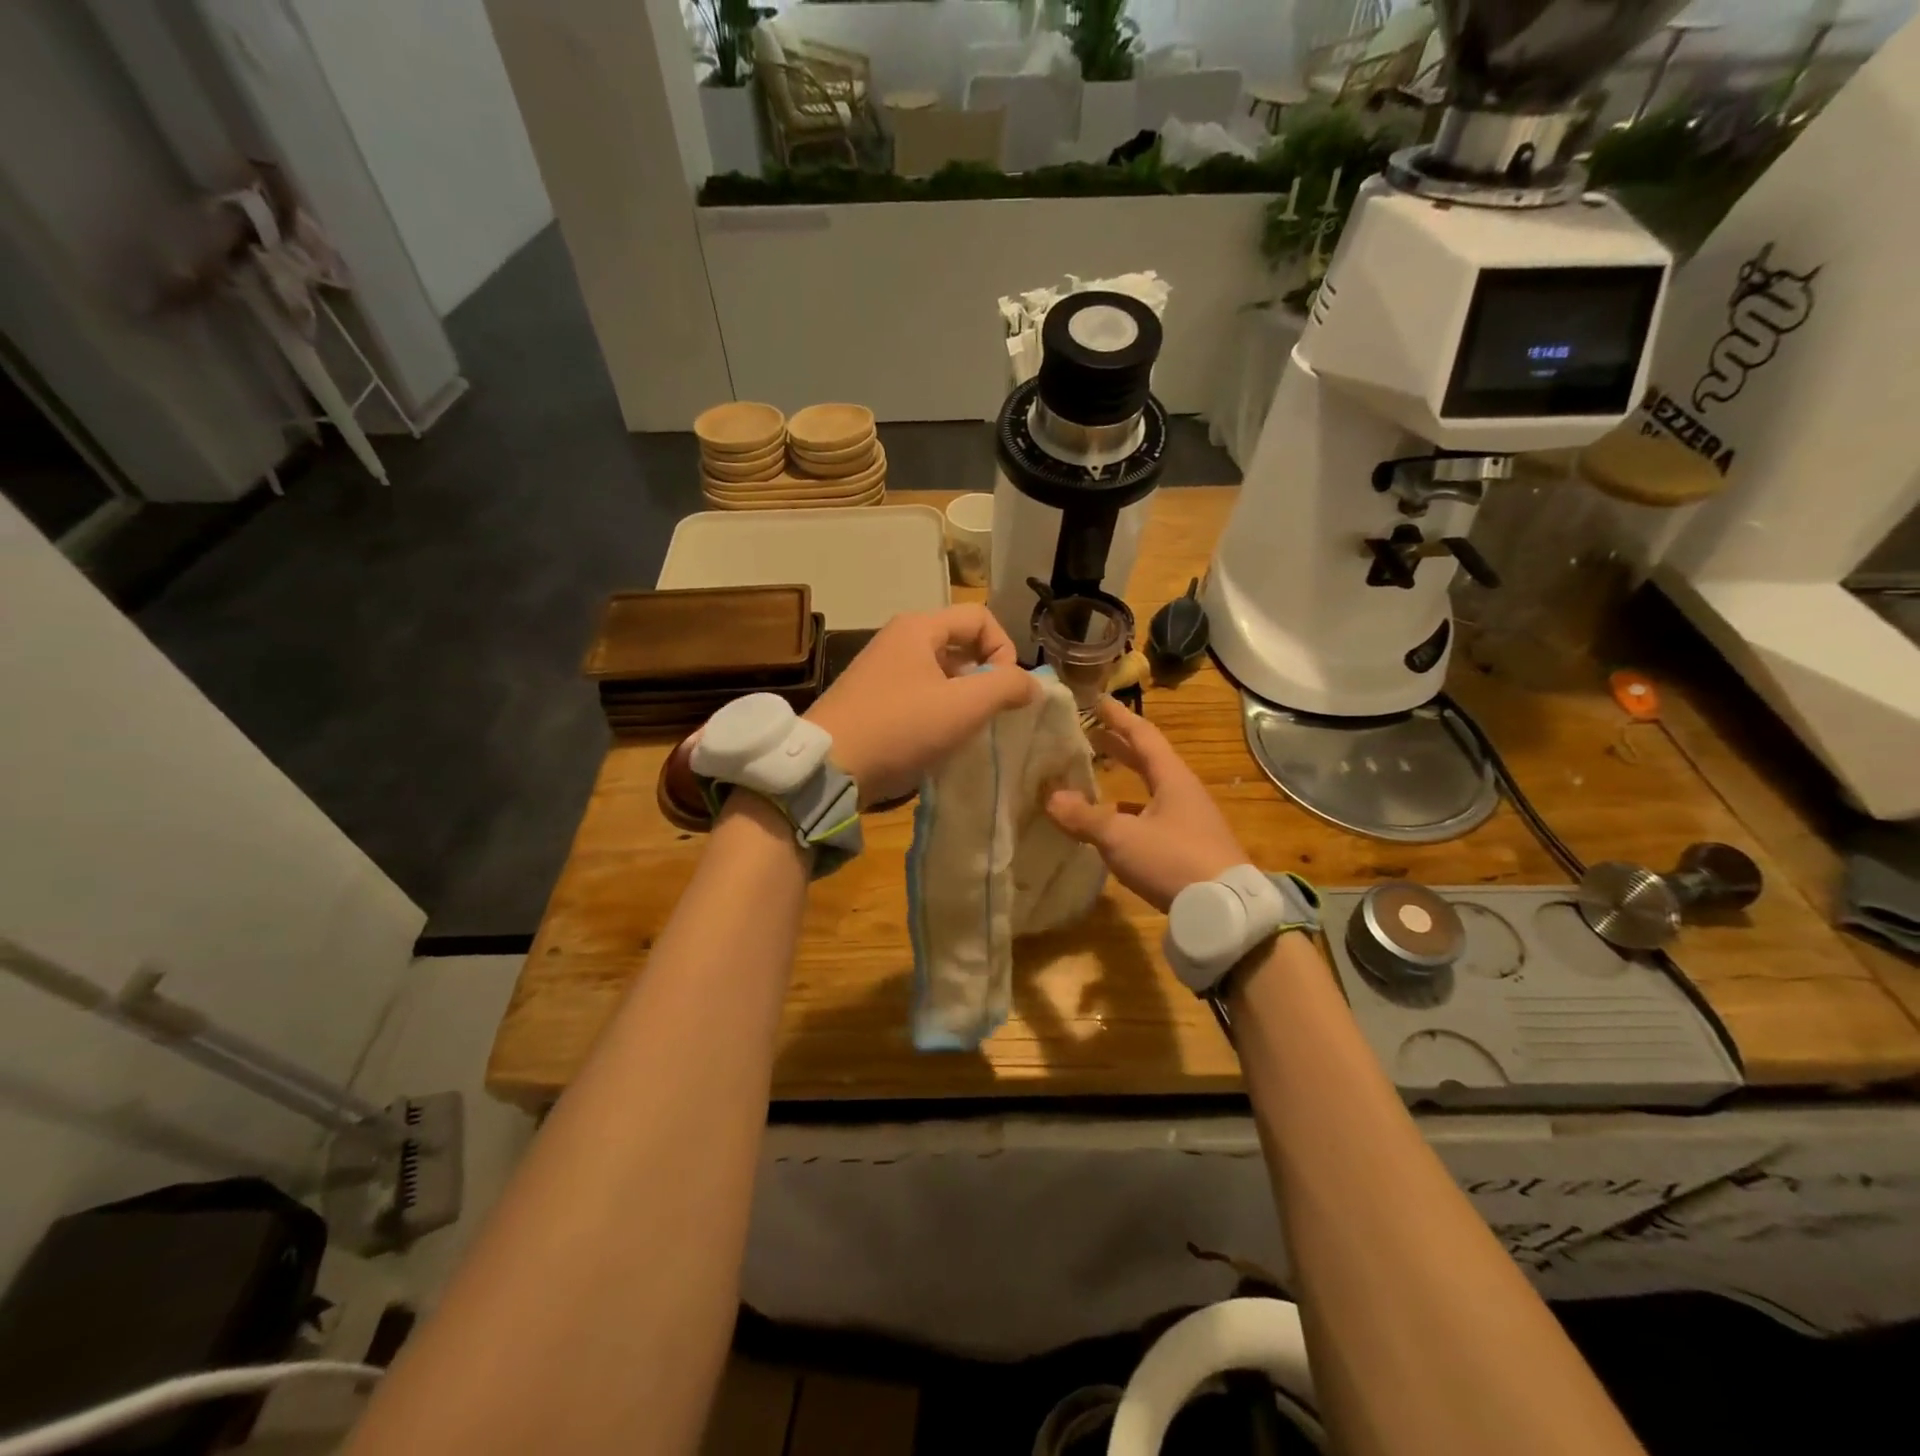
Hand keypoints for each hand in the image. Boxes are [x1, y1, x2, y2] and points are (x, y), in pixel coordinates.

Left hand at [805, 605, 1036, 805]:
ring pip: (939, 672)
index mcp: (919, 628)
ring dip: (962, 697)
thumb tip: (1031, 684)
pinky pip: (918, 693)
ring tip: (967, 731)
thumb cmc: (900, 728)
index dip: (1005, 649)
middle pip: (959, 644)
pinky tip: (937, 741)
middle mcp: (897, 640)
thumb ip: (1007, 686)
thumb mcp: (964, 706)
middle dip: (985, 676)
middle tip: (991, 713)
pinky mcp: (870, 699)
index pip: (980, 618)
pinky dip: (937, 710)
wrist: (829, 767)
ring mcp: (880, 670)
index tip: (1006, 690)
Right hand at [1045, 696, 1246, 912]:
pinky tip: (1115, 826)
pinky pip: (1154, 818)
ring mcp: (1190, 821)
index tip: (1099, 700)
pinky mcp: (1190, 848)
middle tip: (1093, 735)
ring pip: (1152, 790)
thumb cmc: (1174, 860)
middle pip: (1149, 760)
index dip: (1119, 718)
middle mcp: (1184, 793)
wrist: (1226, 911)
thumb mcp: (1121, 837)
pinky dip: (1131, 813)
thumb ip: (1085, 817)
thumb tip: (1050, 797)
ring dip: (1126, 781)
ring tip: (1097, 778)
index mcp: (1172, 779)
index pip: (1143, 736)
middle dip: (1120, 746)